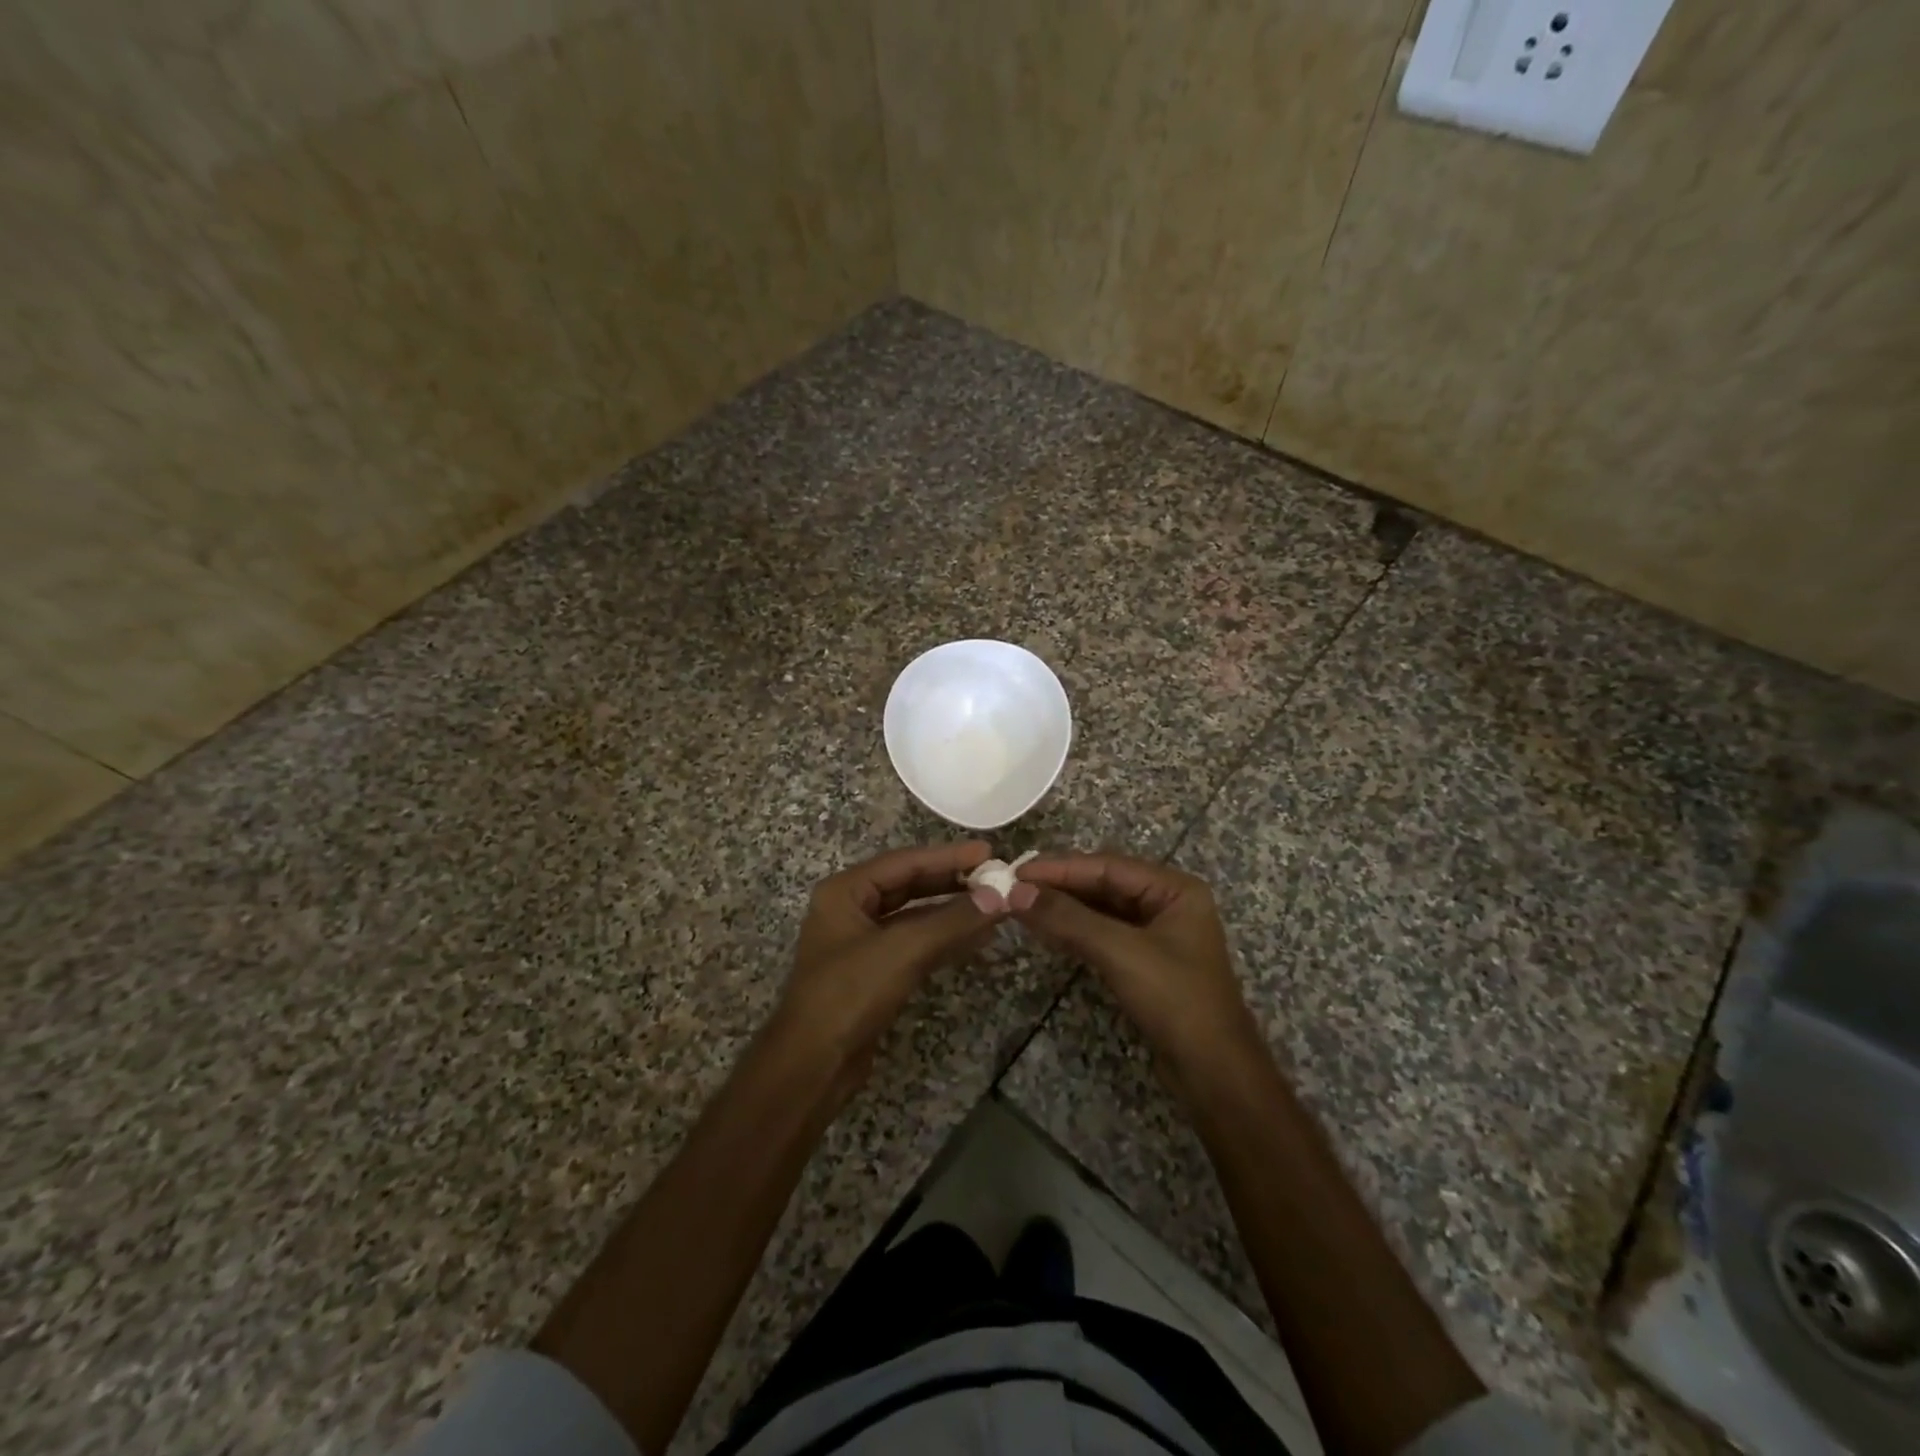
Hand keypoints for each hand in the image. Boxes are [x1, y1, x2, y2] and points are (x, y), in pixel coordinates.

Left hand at [771, 842, 1007, 1100]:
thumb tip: (1000, 896)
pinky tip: (978, 937)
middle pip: (910, 885)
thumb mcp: (903, 950)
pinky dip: (945, 939)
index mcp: (845, 891)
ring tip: (994, 905)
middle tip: (994, 877)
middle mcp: (852, 909)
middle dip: (952, 882)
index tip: (988, 852)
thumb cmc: (849, 994)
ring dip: (953, 912)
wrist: (813, 1065)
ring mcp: (863, 942)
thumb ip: (952, 920)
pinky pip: (916, 943)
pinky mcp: (875, 972)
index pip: (904, 862)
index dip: (948, 856)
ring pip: (915, 916)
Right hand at [1009, 854, 1264, 1095]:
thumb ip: (1069, 918)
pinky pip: (1104, 933)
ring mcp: (1157, 933)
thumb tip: (1017, 892)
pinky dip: (1075, 930)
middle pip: (1104, 883)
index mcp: (1174, 888)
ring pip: (1101, 909)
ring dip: (1064, 908)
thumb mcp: (1120, 953)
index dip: (1060, 867)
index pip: (1107, 865)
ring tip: (1021, 905)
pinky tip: (1047, 930)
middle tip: (1013, 887)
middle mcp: (1167, 902)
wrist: (1214, 1072)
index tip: (1017, 871)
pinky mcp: (1145, 961)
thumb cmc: (1176, 1000)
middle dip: (1060, 885)